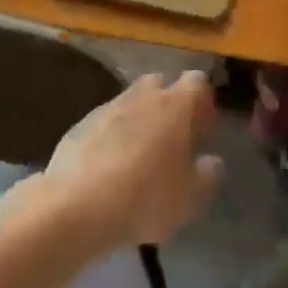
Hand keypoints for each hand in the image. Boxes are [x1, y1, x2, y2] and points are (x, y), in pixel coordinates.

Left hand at [45, 71, 223, 246]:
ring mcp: (108, 108)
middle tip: (172, 137)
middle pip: (161, 83)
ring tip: (140, 154)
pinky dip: (112, 135)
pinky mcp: (80, 125)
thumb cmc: (145, 198)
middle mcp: (143, 96)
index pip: (198, 81)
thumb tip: (212, 160)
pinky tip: (110, 166)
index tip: (204, 128)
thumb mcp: (189, 197)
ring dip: (139, 118)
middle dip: (169, 102)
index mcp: (176, 105)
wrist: (75, 206)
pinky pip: (105, 122)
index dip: (204, 101)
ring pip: (131, 101)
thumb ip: (207, 175)